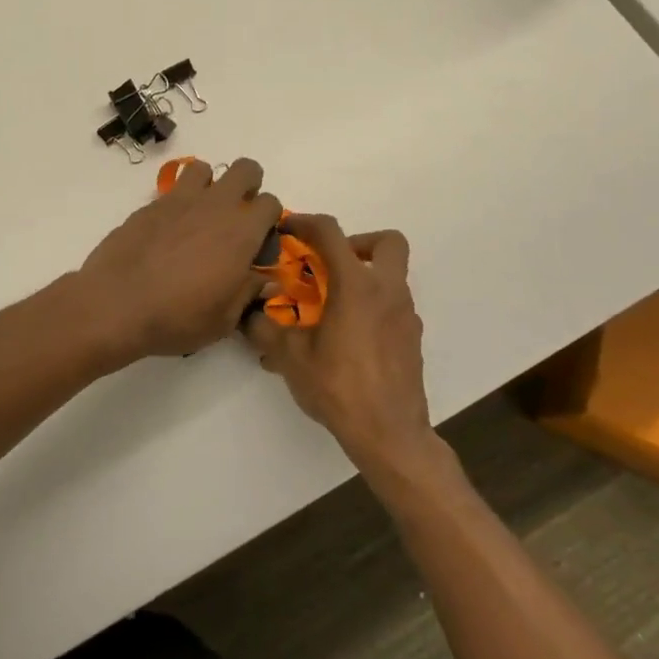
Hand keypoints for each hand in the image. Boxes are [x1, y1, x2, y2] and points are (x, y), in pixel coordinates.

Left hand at [78, 157, 283, 361]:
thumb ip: (249, 292)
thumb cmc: (178, 317)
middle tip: (236, 218)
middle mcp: (215, 206)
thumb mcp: (224, 319)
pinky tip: (169, 232)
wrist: (116, 304)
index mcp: (241, 232)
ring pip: (204, 169)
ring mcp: (180, 200)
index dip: (269, 221)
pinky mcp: (150, 205)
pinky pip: (173, 189)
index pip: (271, 203)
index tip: (257, 245)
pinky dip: (178, 202)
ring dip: (209, 186)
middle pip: (245, 169)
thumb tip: (265, 278)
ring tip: (200, 217)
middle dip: (248, 186)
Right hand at [244, 215, 432, 472]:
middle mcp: (387, 292)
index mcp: (357, 286)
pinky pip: (392, 308)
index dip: (306, 223)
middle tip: (329, 264)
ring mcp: (406, 317)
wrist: (390, 435)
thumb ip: (264, 328)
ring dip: (362, 278)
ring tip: (329, 306)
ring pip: (391, 277)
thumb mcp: (289, 357)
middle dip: (358, 242)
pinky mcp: (411, 341)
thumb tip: (247, 313)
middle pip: (387, 242)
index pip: (331, 233)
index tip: (288, 229)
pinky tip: (345, 338)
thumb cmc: (339, 387)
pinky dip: (370, 308)